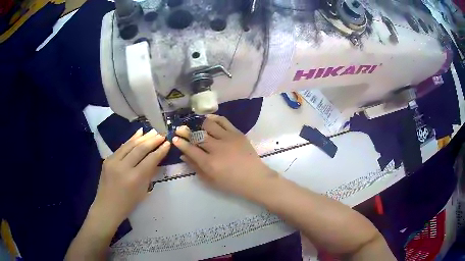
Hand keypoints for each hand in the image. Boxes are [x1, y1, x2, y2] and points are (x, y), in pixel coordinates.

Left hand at [90, 129, 169, 230]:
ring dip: (143, 137)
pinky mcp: (107, 159)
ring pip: (130, 145)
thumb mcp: (143, 191)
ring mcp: (113, 161)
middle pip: (140, 149)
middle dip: (153, 140)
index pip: (150, 160)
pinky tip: (138, 133)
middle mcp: (123, 167)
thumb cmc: (128, 204)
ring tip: (153, 131)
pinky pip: (122, 147)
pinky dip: (131, 139)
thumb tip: (156, 159)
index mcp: (134, 178)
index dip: (160, 150)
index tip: (168, 143)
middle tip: (162, 134)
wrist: (107, 207)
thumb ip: (149, 174)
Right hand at [173, 115, 274, 198]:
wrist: (254, 178)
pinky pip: (223, 121)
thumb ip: (195, 167)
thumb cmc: (231, 183)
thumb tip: (183, 155)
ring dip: (199, 124)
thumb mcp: (210, 180)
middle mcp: (216, 148)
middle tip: (180, 128)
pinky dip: (214, 118)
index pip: (190, 149)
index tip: (174, 138)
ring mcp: (227, 138)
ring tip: (195, 125)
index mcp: (209, 163)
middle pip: (197, 135)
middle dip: (185, 131)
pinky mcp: (237, 133)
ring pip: (208, 125)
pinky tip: (209, 119)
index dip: (180, 142)